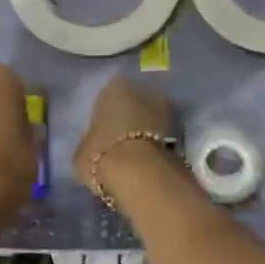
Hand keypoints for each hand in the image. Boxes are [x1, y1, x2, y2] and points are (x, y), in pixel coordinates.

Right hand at [74, 76, 173, 201]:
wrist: (142, 177)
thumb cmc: (102, 154)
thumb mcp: (81, 152)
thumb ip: (89, 142)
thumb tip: (91, 147)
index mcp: (115, 86)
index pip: (108, 94)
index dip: (104, 113)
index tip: (100, 130)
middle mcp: (145, 91)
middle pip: (134, 104)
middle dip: (129, 119)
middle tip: (117, 141)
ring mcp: (168, 112)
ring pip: (151, 121)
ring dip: (145, 134)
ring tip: (132, 156)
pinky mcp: (183, 137)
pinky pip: (163, 139)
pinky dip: (156, 148)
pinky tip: (145, 165)